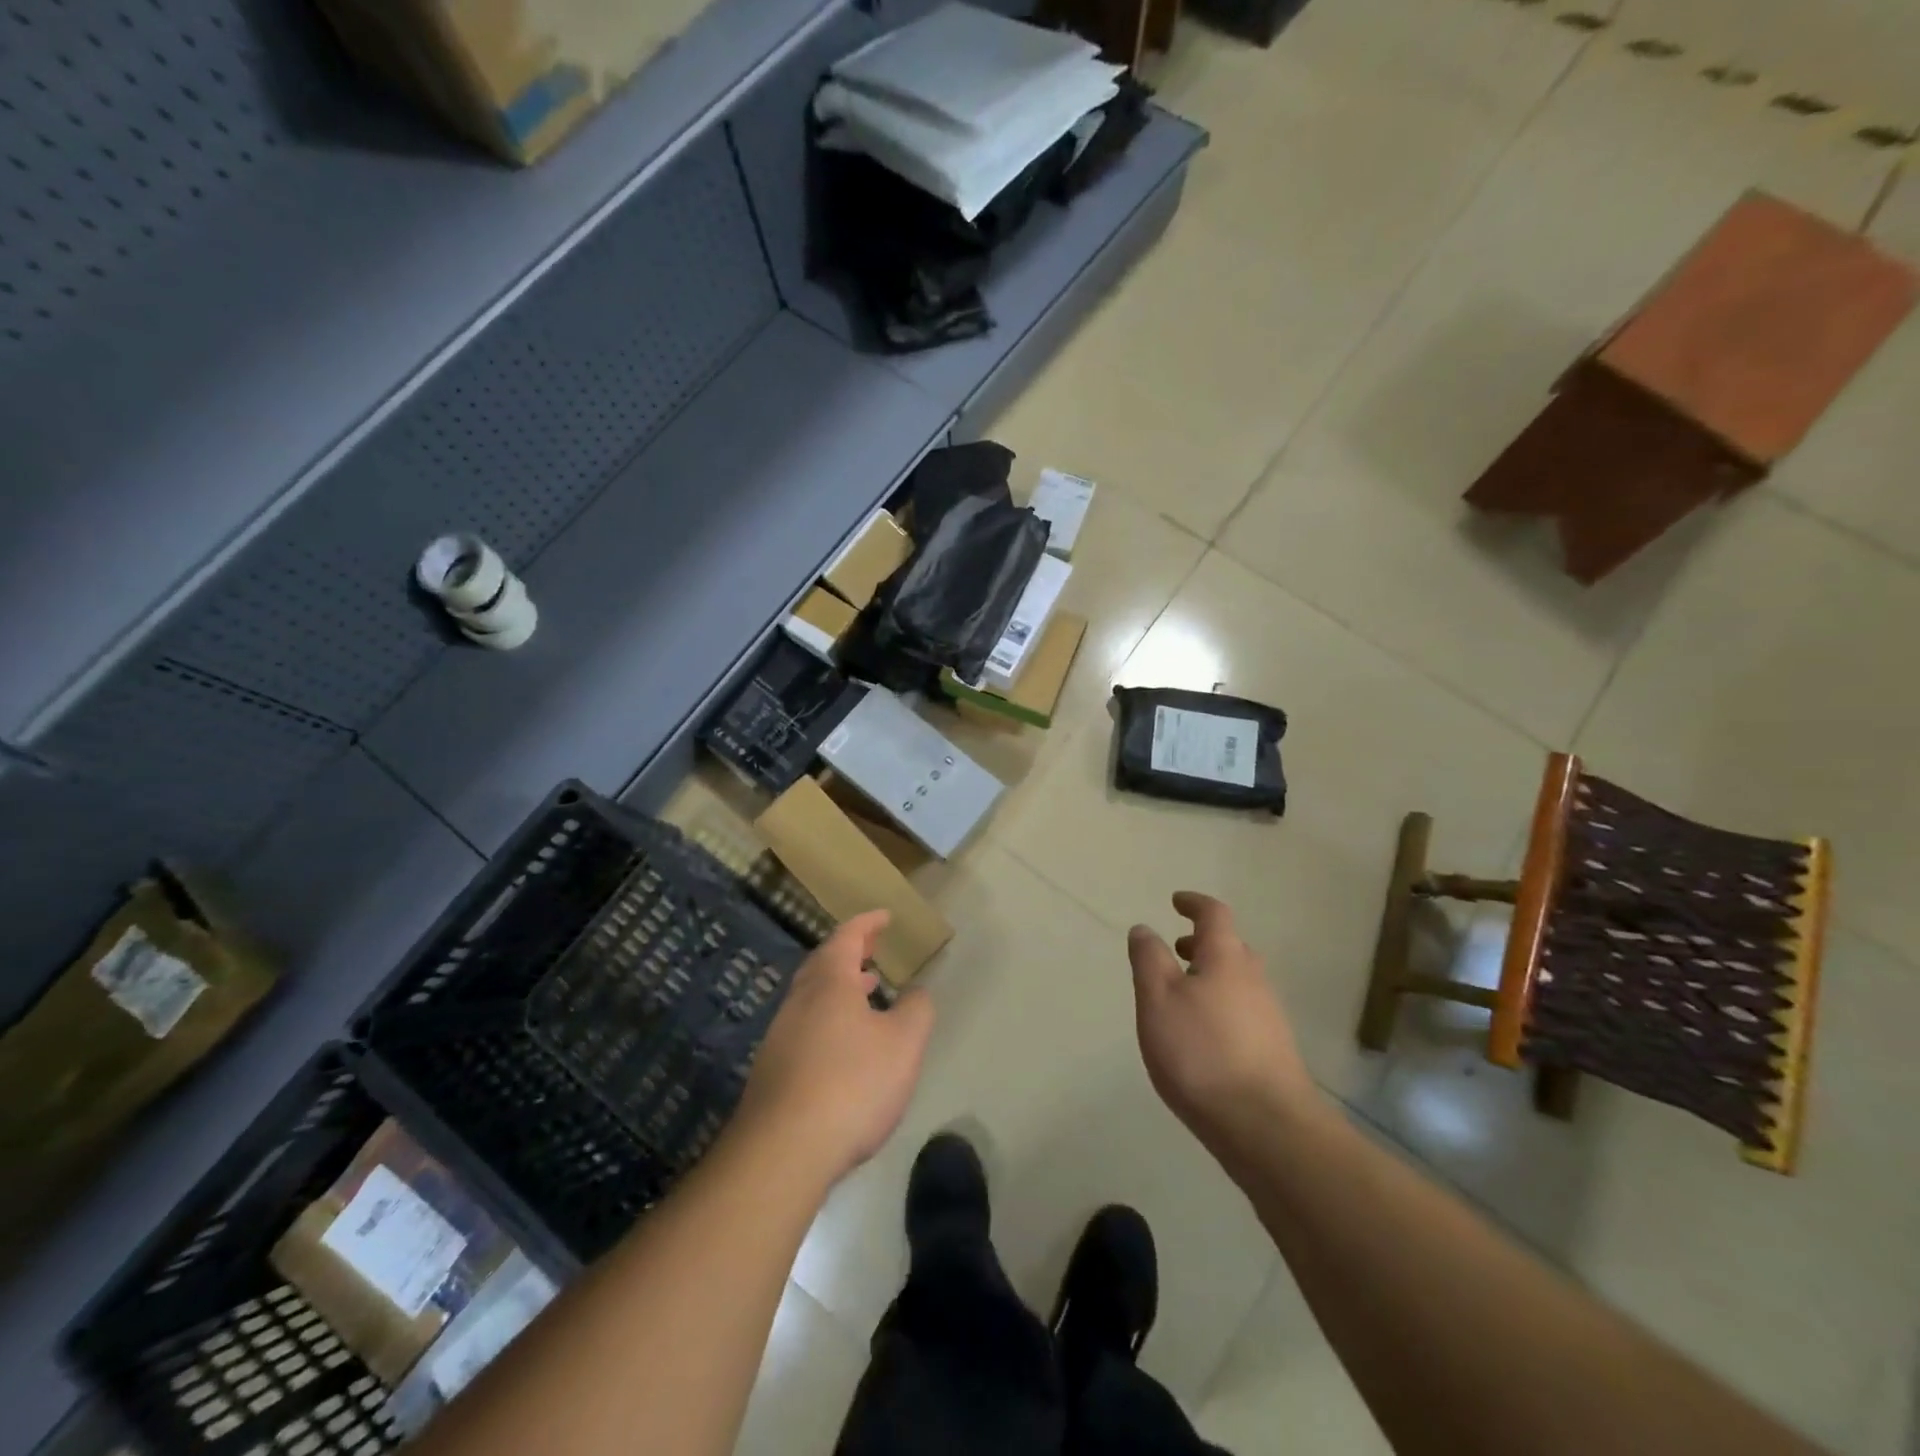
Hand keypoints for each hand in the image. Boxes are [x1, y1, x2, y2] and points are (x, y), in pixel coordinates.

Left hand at [736, 911, 934, 1184]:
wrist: (782, 1152)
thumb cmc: (851, 1085)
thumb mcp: (903, 1044)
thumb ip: (916, 1010)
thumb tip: (916, 992)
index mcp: (829, 983)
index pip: (847, 937)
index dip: (867, 923)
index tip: (884, 916)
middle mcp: (799, 1001)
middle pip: (823, 964)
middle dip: (849, 953)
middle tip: (871, 951)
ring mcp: (780, 1036)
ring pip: (812, 997)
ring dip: (838, 988)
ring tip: (865, 992)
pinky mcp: (772, 1071)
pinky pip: (805, 1027)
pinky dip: (828, 1018)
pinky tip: (844, 1046)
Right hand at [1128, 893, 1316, 1158]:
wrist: (1265, 1126)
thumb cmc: (1201, 1052)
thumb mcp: (1157, 999)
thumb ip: (1148, 959)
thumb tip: (1144, 928)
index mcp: (1226, 958)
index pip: (1214, 915)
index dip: (1194, 903)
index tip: (1176, 901)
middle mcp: (1254, 979)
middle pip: (1230, 947)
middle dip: (1202, 942)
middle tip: (1175, 949)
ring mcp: (1269, 1015)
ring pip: (1238, 980)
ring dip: (1211, 975)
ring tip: (1182, 994)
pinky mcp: (1274, 1049)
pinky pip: (1243, 1010)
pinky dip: (1221, 1004)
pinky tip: (1202, 1034)